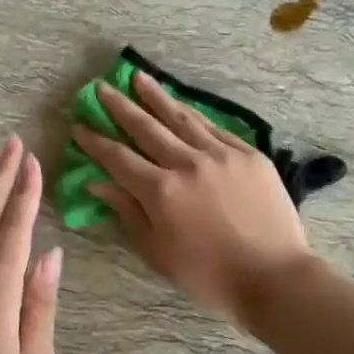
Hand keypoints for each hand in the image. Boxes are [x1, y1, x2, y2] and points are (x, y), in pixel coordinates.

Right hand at [73, 70, 312, 318]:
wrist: (274, 276)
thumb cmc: (209, 276)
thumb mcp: (157, 252)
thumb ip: (128, 212)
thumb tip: (98, 182)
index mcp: (161, 191)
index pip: (118, 158)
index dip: (96, 141)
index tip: (79, 125)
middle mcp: (187, 163)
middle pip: (146, 128)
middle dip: (120, 106)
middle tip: (101, 87)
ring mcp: (221, 154)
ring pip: (181, 118)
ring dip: (156, 96)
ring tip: (138, 77)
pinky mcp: (248, 154)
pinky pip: (214, 128)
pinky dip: (193, 115)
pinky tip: (181, 106)